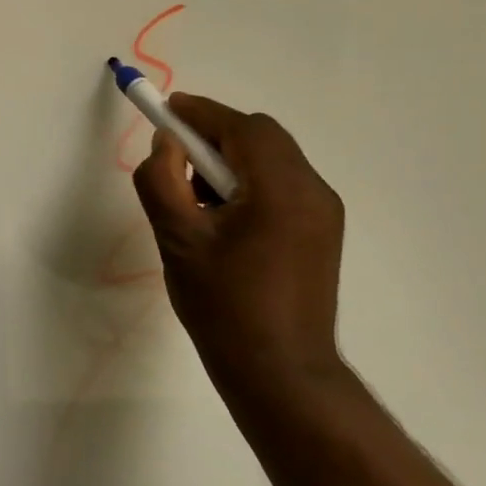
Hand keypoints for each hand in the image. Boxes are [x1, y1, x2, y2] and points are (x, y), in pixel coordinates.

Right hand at [132, 94, 345, 394]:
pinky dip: (249, 185)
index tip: (165, 111)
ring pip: (272, 160)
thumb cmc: (224, 308)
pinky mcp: (322, 233)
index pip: (241, 127)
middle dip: (214, 137)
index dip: (200, 113)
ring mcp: (324, 213)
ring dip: (231, 163)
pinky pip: (282, 186)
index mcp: (282, 189)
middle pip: (261, 137)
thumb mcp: (177, 240)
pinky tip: (224, 222)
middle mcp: (313, 191)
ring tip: (197, 203)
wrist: (280, 375)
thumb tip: (167, 143)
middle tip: (176, 163)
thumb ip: (162, 180)